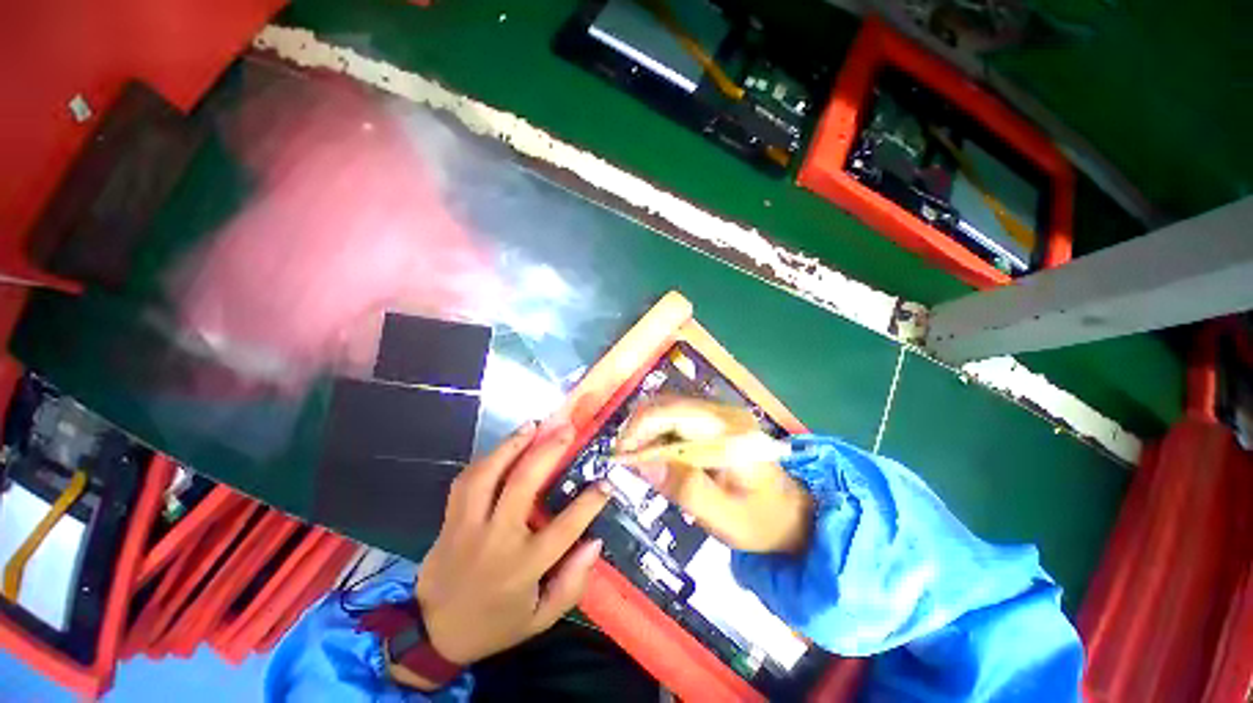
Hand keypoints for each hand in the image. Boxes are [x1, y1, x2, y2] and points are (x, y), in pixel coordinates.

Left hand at [397, 420, 608, 688]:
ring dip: (512, 445)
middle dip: (548, 451)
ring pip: (488, 475)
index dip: (589, 502)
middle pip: (522, 485)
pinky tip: (503, 446)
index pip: (564, 528)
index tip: (605, 482)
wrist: (432, 635)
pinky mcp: (450, 520)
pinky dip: (486, 459)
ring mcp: (468, 526)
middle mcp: (496, 539)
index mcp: (523, 567)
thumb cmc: (495, 624)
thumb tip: (595, 542)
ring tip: (532, 425)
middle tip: (566, 429)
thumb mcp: (540, 619)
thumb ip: (572, 585)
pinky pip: (465, 480)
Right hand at [614, 396, 812, 553]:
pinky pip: (675, 417)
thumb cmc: (761, 521)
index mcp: (729, 431)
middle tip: (626, 461)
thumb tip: (642, 463)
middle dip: (638, 429)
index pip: (672, 412)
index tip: (620, 458)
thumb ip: (685, 489)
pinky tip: (657, 455)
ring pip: (667, 407)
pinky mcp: (713, 419)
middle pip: (666, 403)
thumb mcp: (724, 517)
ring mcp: (719, 412)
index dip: (639, 429)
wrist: (792, 514)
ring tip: (639, 460)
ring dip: (646, 430)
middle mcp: (723, 411)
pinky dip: (658, 433)